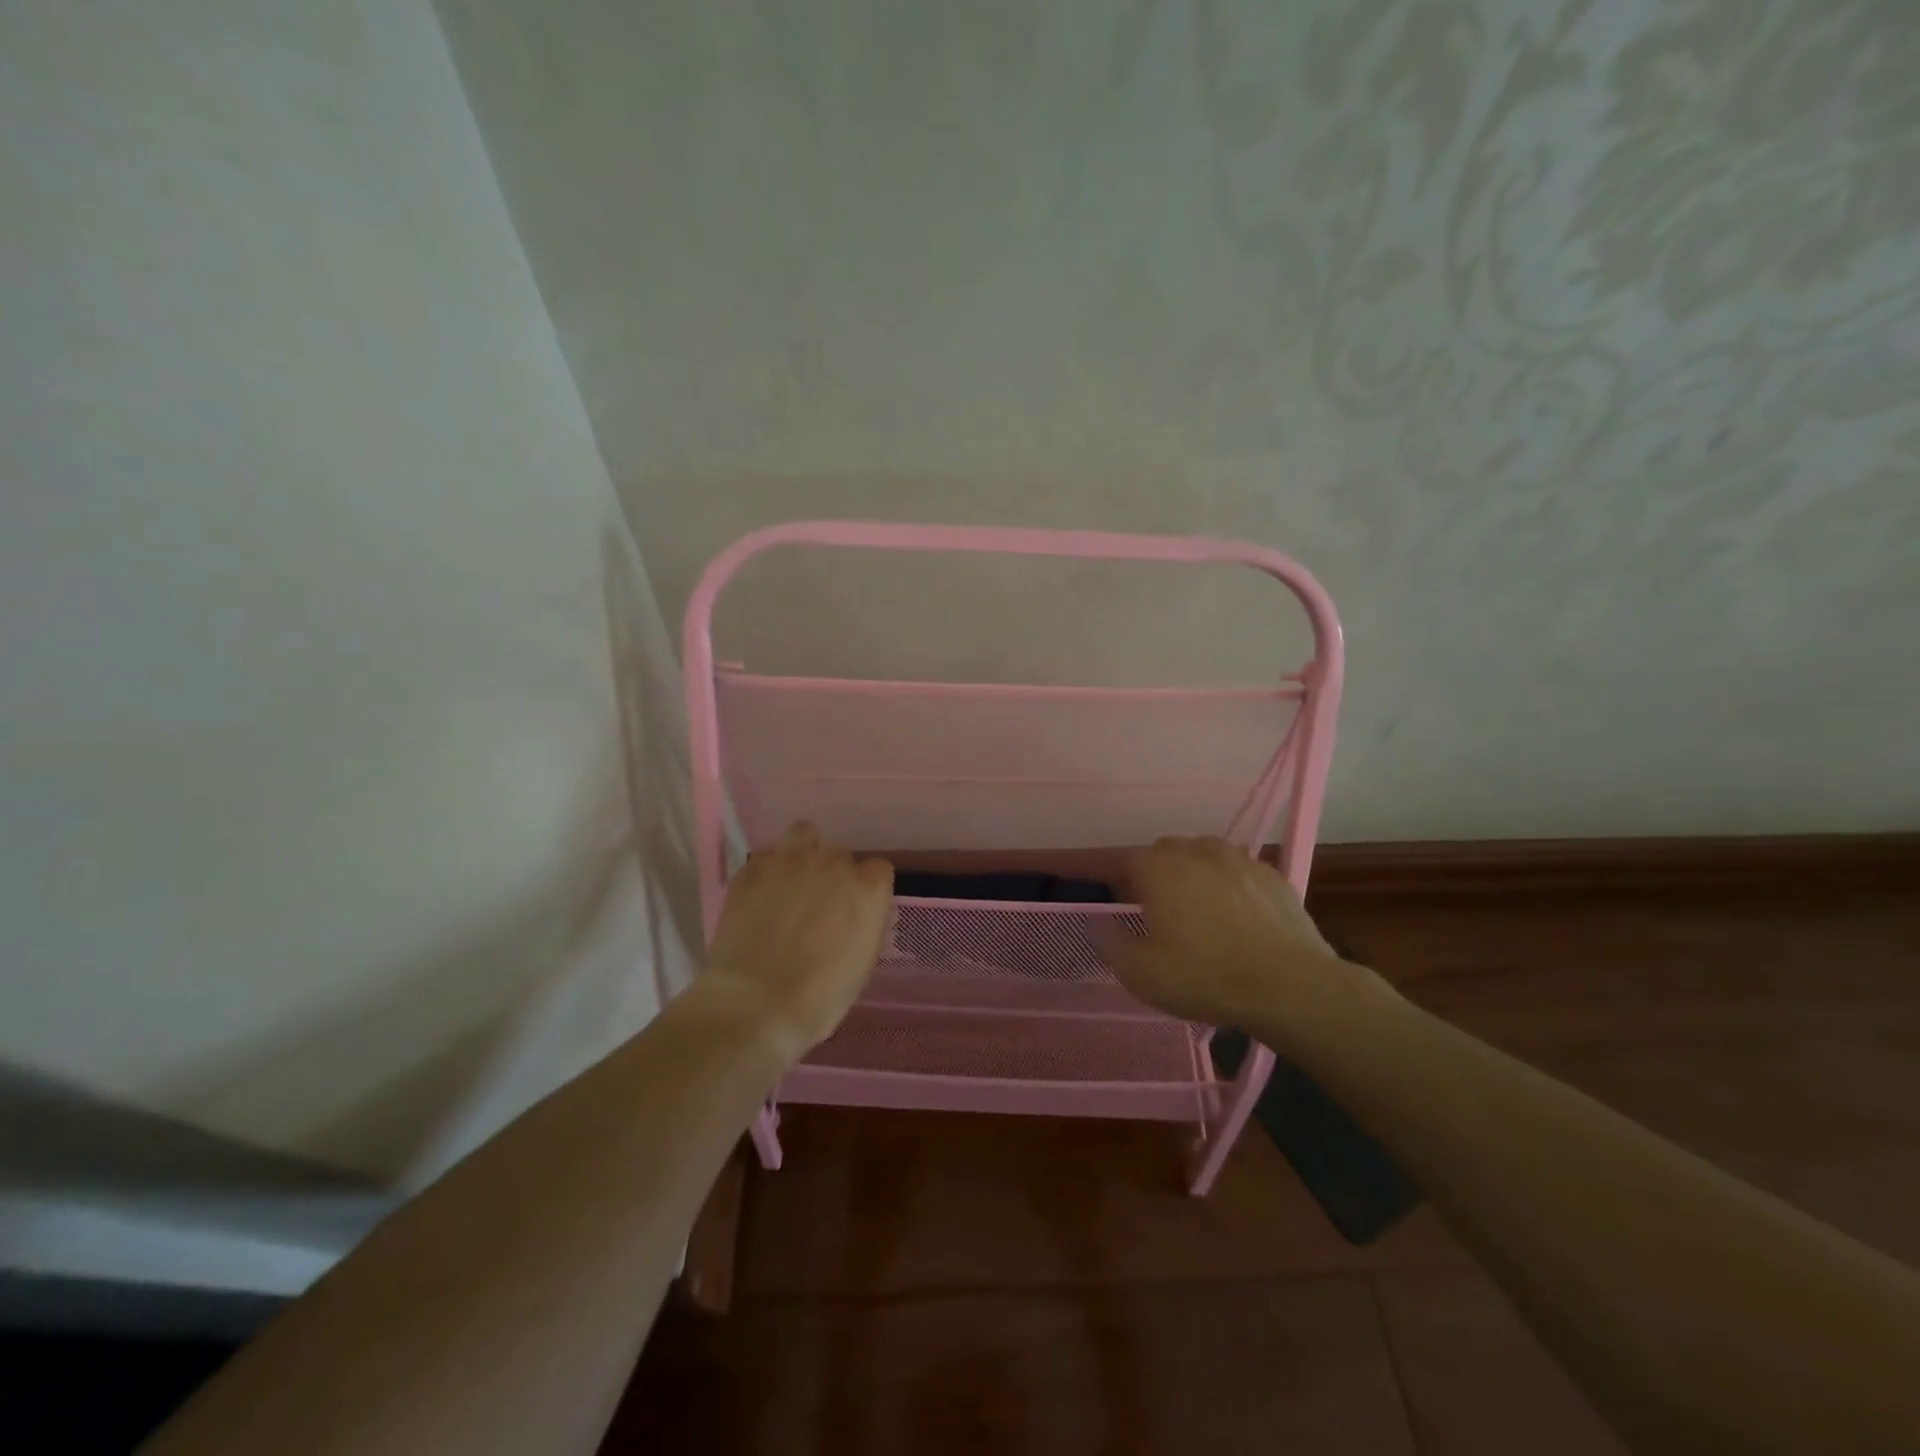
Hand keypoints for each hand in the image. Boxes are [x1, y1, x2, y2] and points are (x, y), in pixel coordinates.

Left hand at [699, 822, 893, 1061]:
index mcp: (868, 888)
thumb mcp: (862, 964)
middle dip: (833, 875)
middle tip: (819, 905)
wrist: (755, 1003)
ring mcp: (790, 861)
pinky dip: (767, 871)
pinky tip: (760, 895)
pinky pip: (767, 855)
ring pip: (804, 834)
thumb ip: (864, 925)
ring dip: (803, 853)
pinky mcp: (752, 868)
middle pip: (840, 855)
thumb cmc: (819, 997)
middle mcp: (833, 864)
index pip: (879, 870)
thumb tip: (855, 916)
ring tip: (792, 882)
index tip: (857, 911)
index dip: (867, 890)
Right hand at [1106, 837, 1342, 1027]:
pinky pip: (1240, 869)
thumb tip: (1097, 924)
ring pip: (1205, 854)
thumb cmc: (1205, 977)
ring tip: (1201, 908)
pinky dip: (1231, 883)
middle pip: (1167, 851)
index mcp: (1159, 868)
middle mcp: (1196, 851)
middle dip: (1159, 874)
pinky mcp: (1272, 874)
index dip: (1123, 884)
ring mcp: (1239, 859)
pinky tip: (1239, 914)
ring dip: (1196, 873)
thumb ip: (1109, 943)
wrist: (1289, 987)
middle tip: (1162, 912)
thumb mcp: (1140, 973)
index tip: (1127, 910)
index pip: (1128, 861)